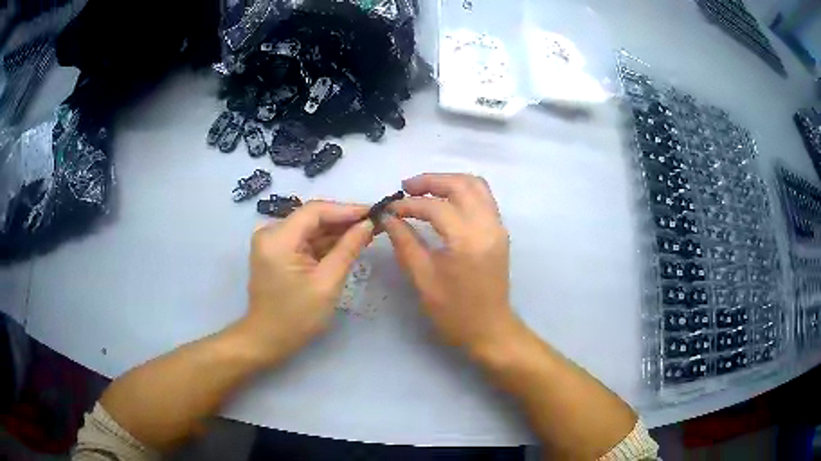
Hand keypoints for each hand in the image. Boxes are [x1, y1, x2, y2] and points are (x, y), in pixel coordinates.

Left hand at [238, 201, 374, 364]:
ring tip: (368, 232)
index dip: (347, 209)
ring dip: (337, 231)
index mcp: (278, 238)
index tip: (375, 212)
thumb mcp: (327, 283)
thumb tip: (368, 224)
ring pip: (310, 228)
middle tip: (376, 223)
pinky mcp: (276, 251)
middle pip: (312, 217)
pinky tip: (348, 243)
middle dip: (344, 220)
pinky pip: (304, 239)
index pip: (315, 211)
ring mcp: (272, 241)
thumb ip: (348, 249)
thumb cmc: (297, 317)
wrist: (268, 339)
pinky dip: (325, 242)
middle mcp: (270, 232)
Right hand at [383, 174, 520, 355]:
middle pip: (461, 185)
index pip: (435, 207)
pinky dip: (463, 191)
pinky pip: (484, 198)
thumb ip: (405, 243)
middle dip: (431, 181)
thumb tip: (388, 218)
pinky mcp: (500, 231)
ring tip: (424, 190)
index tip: (390, 209)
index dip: (408, 204)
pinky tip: (445, 201)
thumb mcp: (423, 279)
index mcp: (467, 240)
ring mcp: (498, 227)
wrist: (490, 329)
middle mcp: (488, 226)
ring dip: (449, 182)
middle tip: (406, 187)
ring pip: (476, 185)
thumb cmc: (454, 312)